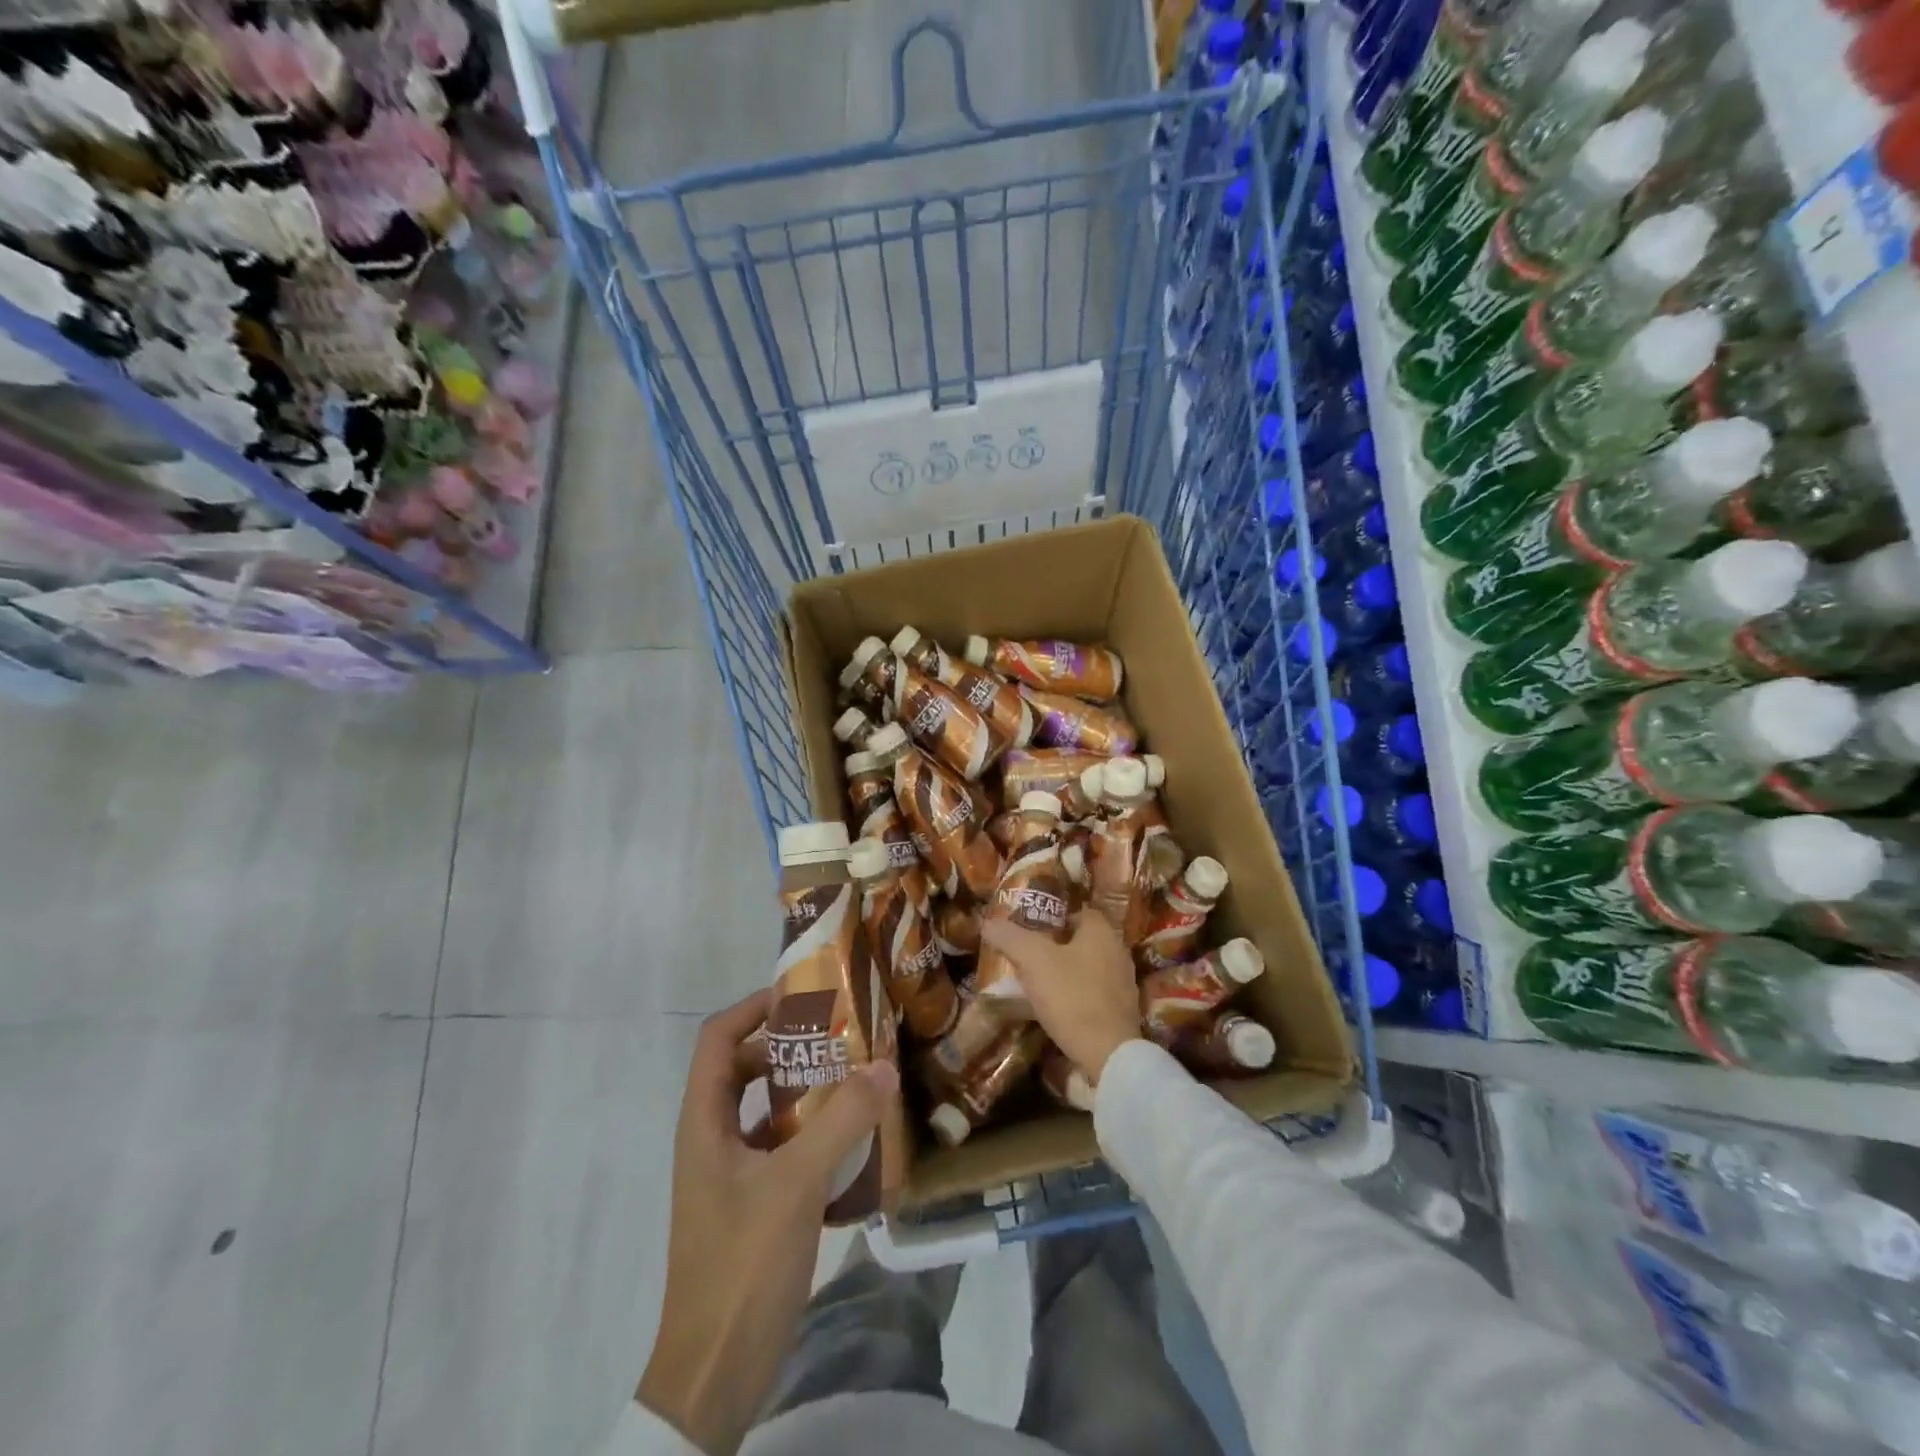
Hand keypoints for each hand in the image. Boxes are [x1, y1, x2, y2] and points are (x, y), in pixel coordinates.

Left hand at [637, 988, 899, 1454]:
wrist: (715, 1372)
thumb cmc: (742, 1264)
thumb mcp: (796, 1184)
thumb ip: (842, 1121)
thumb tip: (883, 1065)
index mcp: (704, 1122)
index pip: (717, 1038)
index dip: (754, 1008)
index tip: (802, 996)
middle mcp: (711, 1138)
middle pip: (742, 1067)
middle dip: (787, 1044)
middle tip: (839, 1034)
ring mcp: (730, 1173)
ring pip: (763, 1108)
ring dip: (803, 1088)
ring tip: (854, 1076)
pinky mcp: (751, 1202)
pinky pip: (780, 1146)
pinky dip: (811, 1131)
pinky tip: (853, 1138)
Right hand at [979, 912, 1141, 1084]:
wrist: (1108, 1054)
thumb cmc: (1072, 996)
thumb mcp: (1034, 961)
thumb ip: (1010, 938)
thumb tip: (988, 923)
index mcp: (1102, 932)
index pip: (1076, 911)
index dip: (1051, 916)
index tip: (1028, 928)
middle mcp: (1118, 951)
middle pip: (1081, 939)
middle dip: (1055, 945)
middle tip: (1027, 954)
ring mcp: (1123, 982)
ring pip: (1087, 966)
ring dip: (1064, 971)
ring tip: (1036, 981)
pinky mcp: (1121, 1011)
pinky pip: (1093, 992)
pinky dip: (1075, 994)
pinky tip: (1056, 1006)